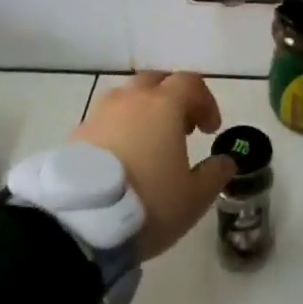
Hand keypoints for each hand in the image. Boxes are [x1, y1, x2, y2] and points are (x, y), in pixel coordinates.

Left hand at [71, 71, 234, 259]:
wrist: (80, 222)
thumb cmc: (148, 203)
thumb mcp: (194, 197)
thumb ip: (215, 174)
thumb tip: (226, 161)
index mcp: (164, 105)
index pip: (190, 83)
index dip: (205, 101)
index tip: (210, 130)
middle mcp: (131, 99)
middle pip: (156, 81)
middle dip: (172, 99)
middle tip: (180, 129)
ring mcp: (100, 114)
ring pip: (127, 98)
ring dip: (142, 112)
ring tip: (148, 145)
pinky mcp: (76, 134)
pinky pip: (104, 121)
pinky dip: (118, 131)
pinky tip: (120, 160)